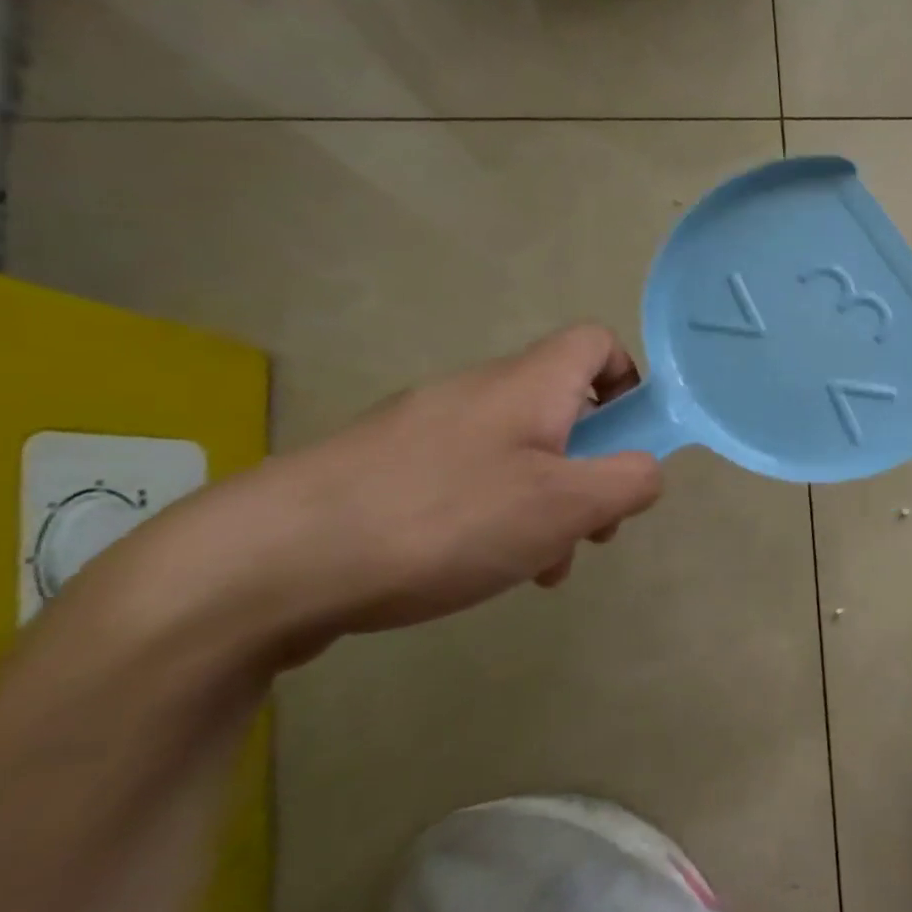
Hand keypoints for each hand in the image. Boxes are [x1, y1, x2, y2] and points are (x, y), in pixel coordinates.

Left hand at [143, 325, 664, 661]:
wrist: (264, 564)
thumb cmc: (442, 520)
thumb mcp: (565, 505)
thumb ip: (630, 481)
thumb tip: (647, 470)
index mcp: (528, 384)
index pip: (597, 342)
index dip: (631, 382)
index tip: (632, 443)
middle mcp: (478, 392)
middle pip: (564, 408)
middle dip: (593, 467)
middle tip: (590, 528)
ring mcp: (426, 429)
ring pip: (519, 452)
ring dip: (547, 503)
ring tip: (538, 567)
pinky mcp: (386, 469)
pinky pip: (468, 478)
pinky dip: (495, 515)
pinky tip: (480, 569)